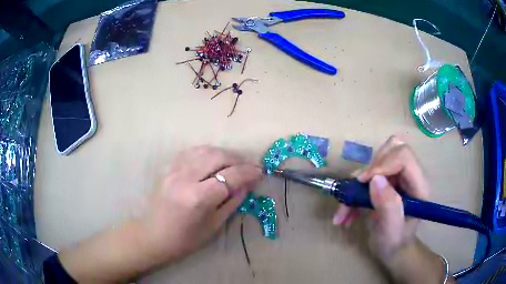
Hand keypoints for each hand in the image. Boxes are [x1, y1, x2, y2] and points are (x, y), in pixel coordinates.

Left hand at [143, 146, 263, 262]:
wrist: (153, 235)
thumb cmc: (185, 239)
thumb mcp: (214, 226)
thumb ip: (232, 202)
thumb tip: (246, 185)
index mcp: (198, 197)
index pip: (230, 177)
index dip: (248, 173)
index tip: (260, 172)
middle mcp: (185, 178)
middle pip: (218, 157)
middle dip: (238, 160)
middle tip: (249, 168)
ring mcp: (174, 170)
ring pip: (205, 150)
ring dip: (224, 154)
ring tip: (234, 164)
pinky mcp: (168, 168)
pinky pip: (192, 152)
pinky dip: (207, 152)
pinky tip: (213, 161)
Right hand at [333, 136, 429, 260]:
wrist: (392, 249)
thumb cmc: (394, 243)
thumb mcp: (391, 231)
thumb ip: (388, 207)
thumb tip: (375, 179)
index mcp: (418, 186)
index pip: (404, 156)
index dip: (382, 164)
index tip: (363, 182)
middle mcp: (411, 175)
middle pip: (392, 148)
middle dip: (371, 167)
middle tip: (358, 189)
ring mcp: (399, 176)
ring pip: (379, 158)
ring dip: (359, 181)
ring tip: (346, 206)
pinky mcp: (388, 179)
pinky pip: (369, 172)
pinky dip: (355, 189)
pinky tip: (347, 211)